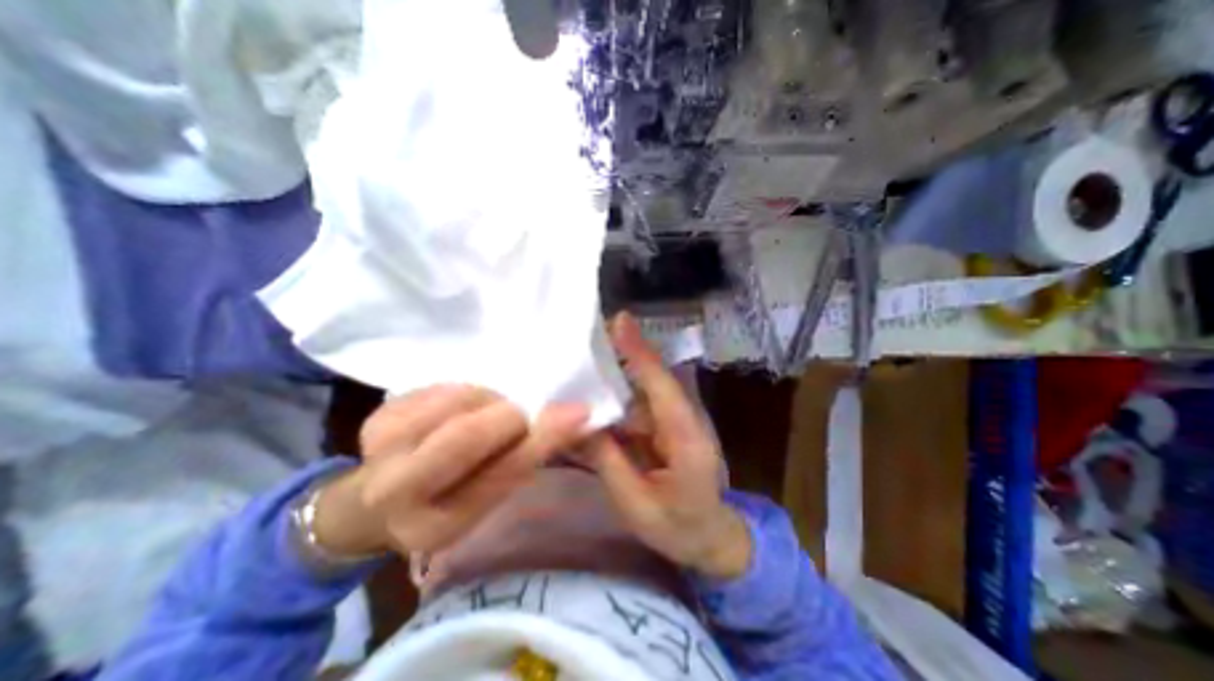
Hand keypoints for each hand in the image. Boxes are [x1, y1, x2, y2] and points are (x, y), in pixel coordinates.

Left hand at [311, 385, 588, 561]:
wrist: (381, 498)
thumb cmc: (449, 498)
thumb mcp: (490, 493)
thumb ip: (526, 457)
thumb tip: (572, 416)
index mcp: (438, 525)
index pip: (502, 472)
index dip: (543, 437)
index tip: (577, 411)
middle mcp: (397, 492)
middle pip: (468, 434)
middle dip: (507, 416)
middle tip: (517, 415)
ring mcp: (380, 448)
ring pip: (458, 400)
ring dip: (487, 401)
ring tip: (484, 414)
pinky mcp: (377, 416)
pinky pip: (443, 386)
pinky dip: (465, 393)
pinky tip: (458, 411)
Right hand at [578, 315, 751, 578]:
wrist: (711, 537)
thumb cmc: (679, 527)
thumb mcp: (637, 504)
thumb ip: (609, 462)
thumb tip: (581, 423)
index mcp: (685, 436)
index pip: (661, 385)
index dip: (639, 352)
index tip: (619, 321)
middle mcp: (682, 418)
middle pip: (651, 378)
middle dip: (622, 352)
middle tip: (587, 334)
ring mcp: (674, 420)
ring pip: (641, 390)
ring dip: (615, 374)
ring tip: (580, 360)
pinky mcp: (665, 426)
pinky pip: (637, 406)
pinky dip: (616, 398)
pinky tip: (592, 395)